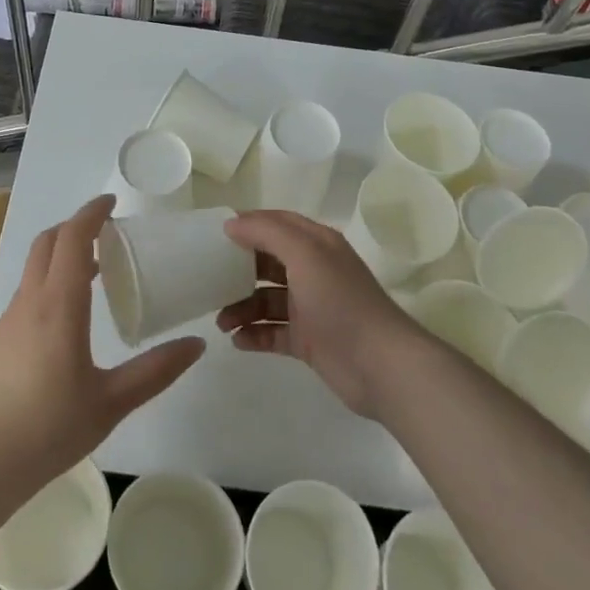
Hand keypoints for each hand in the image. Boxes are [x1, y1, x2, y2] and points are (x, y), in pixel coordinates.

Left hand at [0, 195, 203, 490]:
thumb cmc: (48, 429)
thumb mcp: (111, 402)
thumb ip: (156, 371)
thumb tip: (196, 345)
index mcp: (59, 305)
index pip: (73, 238)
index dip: (91, 213)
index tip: (111, 203)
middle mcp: (30, 302)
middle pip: (48, 243)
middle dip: (75, 228)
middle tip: (107, 235)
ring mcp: (8, 321)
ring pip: (34, 269)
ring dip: (61, 257)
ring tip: (94, 274)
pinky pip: (26, 295)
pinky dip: (49, 285)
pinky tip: (66, 321)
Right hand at [216, 210, 421, 419]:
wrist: (381, 365)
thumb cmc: (341, 301)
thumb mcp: (305, 255)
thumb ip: (268, 233)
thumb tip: (232, 224)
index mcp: (316, 244)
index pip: (276, 223)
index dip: (247, 225)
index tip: (213, 235)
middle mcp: (313, 271)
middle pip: (267, 262)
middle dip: (238, 269)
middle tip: (208, 280)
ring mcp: (311, 307)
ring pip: (266, 300)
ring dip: (242, 307)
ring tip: (221, 322)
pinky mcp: (308, 340)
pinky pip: (273, 332)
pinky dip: (254, 334)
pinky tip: (237, 341)